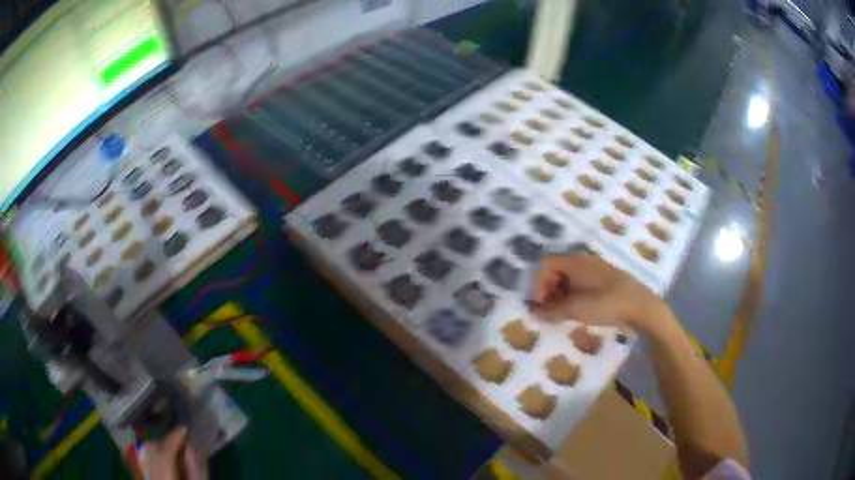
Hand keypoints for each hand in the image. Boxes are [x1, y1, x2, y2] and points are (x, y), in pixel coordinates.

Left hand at [141, 427, 207, 479]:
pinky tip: (166, 464)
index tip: (184, 430)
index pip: (164, 454)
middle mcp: (149, 477)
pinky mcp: (141, 479)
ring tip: (174, 453)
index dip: (174, 439)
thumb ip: (197, 472)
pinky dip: (153, 458)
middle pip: (150, 450)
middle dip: (165, 443)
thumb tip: (192, 446)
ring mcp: (142, 478)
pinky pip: (143, 463)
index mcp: (165, 479)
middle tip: (181, 443)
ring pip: (143, 454)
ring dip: (158, 449)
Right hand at [529, 252, 666, 331]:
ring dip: (560, 294)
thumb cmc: (606, 304)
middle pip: (556, 270)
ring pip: (569, 277)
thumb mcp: (577, 309)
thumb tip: (535, 313)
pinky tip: (578, 310)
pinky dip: (573, 294)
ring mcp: (595, 268)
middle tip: (549, 311)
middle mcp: (584, 260)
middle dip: (548, 290)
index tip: (539, 304)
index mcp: (575, 262)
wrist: (640, 306)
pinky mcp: (604, 279)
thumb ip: (553, 311)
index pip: (546, 264)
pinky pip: (581, 282)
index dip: (538, 284)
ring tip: (562, 313)